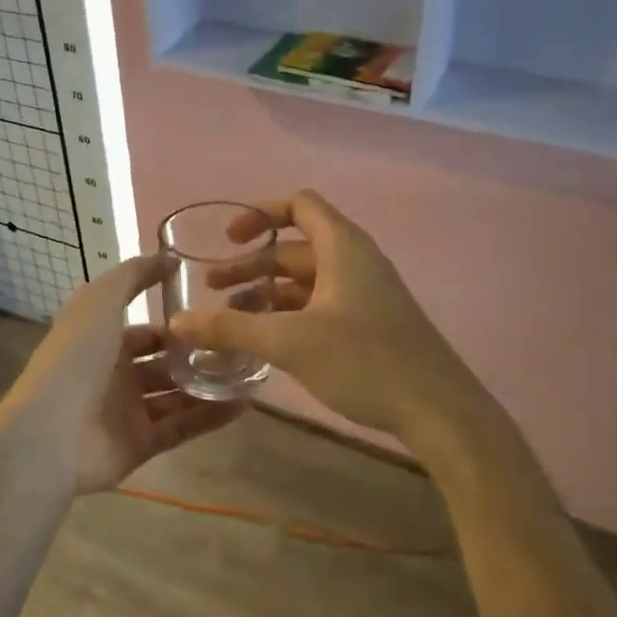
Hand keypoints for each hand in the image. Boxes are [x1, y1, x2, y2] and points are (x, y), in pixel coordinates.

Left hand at [0, 253, 244, 494]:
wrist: (50, 433)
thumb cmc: (75, 359)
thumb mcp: (100, 301)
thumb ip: (133, 275)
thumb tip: (169, 257)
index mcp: (102, 342)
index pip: (146, 331)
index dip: (177, 323)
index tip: (216, 314)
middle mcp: (116, 376)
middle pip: (165, 364)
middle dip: (198, 356)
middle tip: (240, 346)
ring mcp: (128, 413)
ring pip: (178, 396)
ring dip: (210, 386)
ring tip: (251, 374)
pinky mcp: (141, 444)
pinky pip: (182, 428)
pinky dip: (210, 417)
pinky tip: (245, 404)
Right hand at [168, 190, 480, 441]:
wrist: (439, 411)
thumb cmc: (364, 361)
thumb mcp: (289, 342)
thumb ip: (230, 329)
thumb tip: (177, 323)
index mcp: (343, 247)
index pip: (299, 205)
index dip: (259, 214)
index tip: (227, 240)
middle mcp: (355, 262)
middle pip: (295, 249)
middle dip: (251, 265)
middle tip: (212, 290)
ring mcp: (365, 295)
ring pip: (306, 282)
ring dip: (267, 294)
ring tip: (231, 320)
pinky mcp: (370, 326)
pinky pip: (320, 307)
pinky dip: (289, 315)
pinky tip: (265, 342)